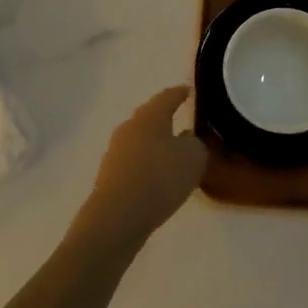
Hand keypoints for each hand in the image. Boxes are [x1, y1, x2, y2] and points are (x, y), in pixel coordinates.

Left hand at [73, 86, 206, 255]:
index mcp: (150, 115)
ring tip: (173, 155)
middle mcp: (130, 126)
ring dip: (156, 144)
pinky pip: (134, 162)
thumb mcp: (193, 158)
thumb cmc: (159, 178)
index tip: (188, 90)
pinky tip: (157, 178)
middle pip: (150, 117)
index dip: (180, 93)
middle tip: (182, 121)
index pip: (168, 96)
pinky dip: (147, 165)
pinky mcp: (110, 175)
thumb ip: (197, 144)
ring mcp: (116, 151)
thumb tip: (189, 141)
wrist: (117, 216)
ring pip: (141, 140)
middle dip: (165, 118)